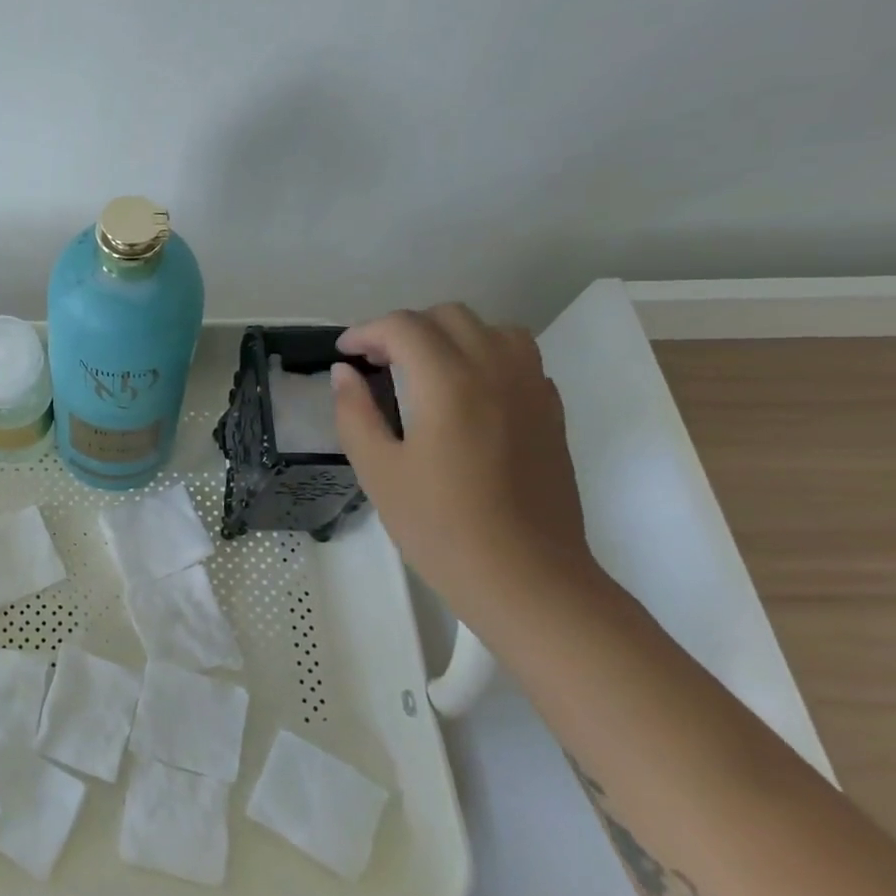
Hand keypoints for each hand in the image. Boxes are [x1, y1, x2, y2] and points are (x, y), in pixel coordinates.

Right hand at [332, 303, 592, 607]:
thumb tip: (344, 372)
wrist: (527, 579)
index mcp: (447, 383)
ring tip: (423, 369)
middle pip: (448, 316)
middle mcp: (495, 371)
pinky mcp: (552, 413)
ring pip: (491, 329)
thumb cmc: (440, 528)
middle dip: (405, 329)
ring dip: (450, 336)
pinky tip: (465, 394)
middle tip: (376, 362)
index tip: (344, 353)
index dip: (366, 332)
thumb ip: (355, 413)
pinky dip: (485, 356)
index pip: (403, 327)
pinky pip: (519, 358)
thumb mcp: (377, 471)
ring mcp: (532, 390)